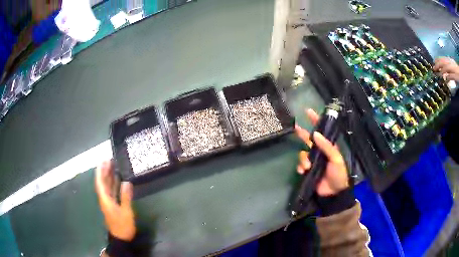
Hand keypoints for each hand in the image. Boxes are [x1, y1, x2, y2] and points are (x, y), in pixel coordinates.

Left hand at [95, 160, 135, 240]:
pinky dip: (113, 185)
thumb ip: (125, 197)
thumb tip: (126, 182)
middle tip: (109, 160)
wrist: (121, 238)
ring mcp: (108, 202)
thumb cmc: (122, 225)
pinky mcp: (112, 205)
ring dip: (108, 177)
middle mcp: (104, 199)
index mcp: (105, 199)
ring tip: (113, 166)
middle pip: (102, 183)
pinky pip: (111, 192)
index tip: (103, 161)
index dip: (101, 172)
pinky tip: (118, 180)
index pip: (100, 183)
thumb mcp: (126, 212)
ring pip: (106, 187)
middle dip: (104, 171)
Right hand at [295, 109, 348, 195]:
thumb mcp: (336, 158)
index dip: (316, 120)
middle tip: (296, 127)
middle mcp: (319, 152)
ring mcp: (313, 161)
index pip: (322, 131)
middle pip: (309, 140)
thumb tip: (315, 134)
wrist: (334, 192)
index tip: (308, 111)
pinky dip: (300, 167)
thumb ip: (327, 146)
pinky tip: (303, 171)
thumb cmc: (339, 173)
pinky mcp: (308, 171)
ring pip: (303, 154)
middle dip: (302, 134)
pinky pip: (300, 165)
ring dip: (303, 159)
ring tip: (308, 166)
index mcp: (328, 147)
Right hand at [434, 57, 458, 80]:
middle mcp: (448, 62)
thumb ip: (451, 76)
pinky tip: (442, 62)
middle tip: (433, 66)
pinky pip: (445, 59)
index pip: (443, 67)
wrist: (458, 70)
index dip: (439, 69)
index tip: (434, 71)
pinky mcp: (451, 61)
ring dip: (439, 61)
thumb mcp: (455, 77)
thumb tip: (445, 77)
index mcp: (449, 66)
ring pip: (443, 59)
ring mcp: (449, 60)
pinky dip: (443, 60)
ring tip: (436, 62)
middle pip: (442, 61)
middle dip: (437, 63)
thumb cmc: (458, 75)